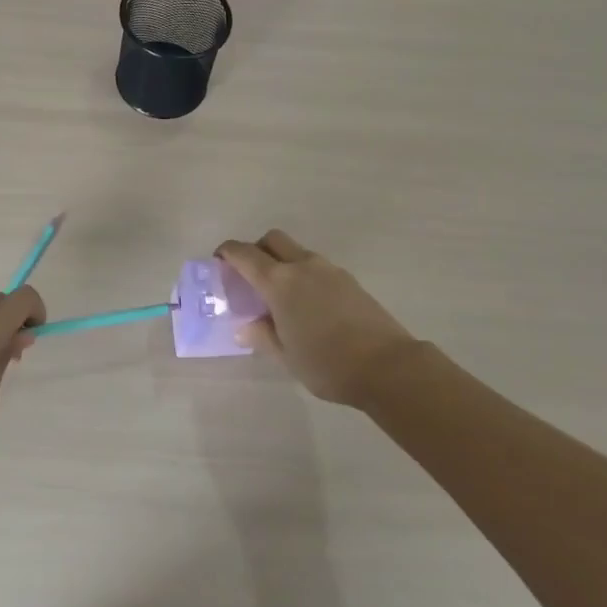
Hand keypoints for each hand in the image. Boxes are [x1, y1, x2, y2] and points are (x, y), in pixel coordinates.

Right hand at [215, 231, 420, 407]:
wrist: (387, 366)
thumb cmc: (327, 363)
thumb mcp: (286, 355)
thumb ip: (262, 336)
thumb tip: (244, 327)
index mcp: (279, 281)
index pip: (245, 254)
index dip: (228, 253)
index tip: (219, 260)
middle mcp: (302, 266)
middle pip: (273, 240)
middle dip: (256, 249)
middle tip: (249, 275)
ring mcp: (329, 270)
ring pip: (297, 251)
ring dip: (282, 262)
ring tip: (281, 295)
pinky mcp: (349, 280)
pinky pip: (317, 267)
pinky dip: (304, 274)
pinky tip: (308, 305)